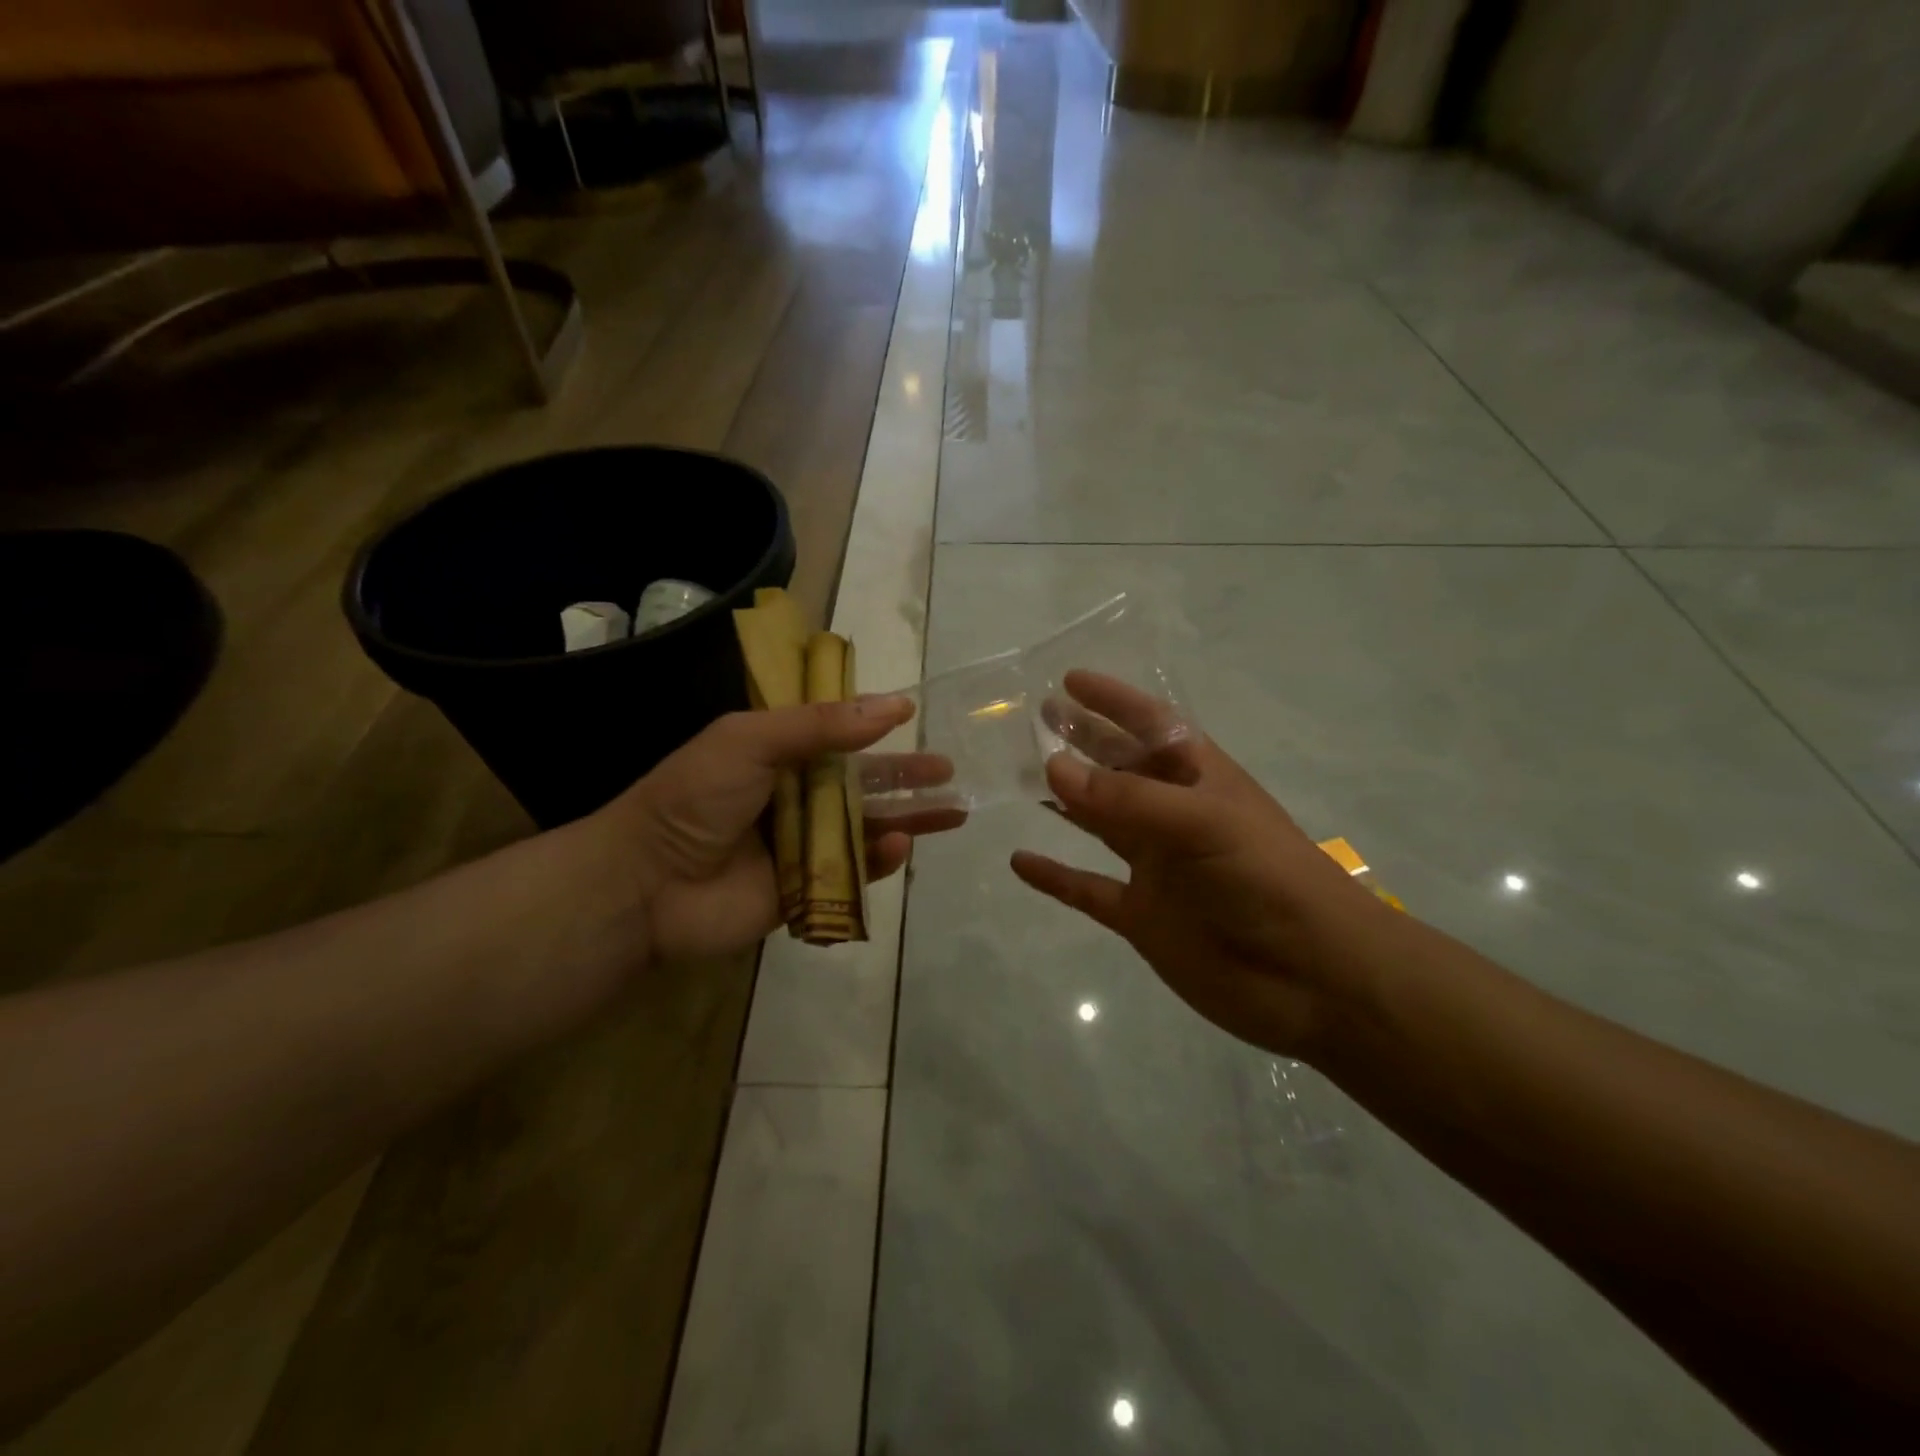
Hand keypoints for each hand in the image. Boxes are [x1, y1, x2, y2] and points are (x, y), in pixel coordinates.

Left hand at [604, 697, 960, 964]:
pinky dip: (879, 860)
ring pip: (866, 827)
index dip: (875, 728)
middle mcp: (795, 796)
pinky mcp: (806, 890)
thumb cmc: (696, 798)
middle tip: (949, 772)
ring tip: (953, 811)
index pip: (837, 736)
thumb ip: (821, 725)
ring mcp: (802, 845)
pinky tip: (902, 845)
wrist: (646, 884)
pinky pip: (853, 872)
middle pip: (862, 784)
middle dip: (906, 777)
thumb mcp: (752, 740)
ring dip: (908, 818)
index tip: (914, 718)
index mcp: (778, 755)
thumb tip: (895, 704)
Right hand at [1010, 671, 1388, 1058]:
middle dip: (1083, 742)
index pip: (1152, 726)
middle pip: (1120, 769)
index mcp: (1201, 780)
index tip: (1070, 681)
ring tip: (1020, 776)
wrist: (1312, 979)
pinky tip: (1020, 861)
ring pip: (1100, 823)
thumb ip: (1128, 798)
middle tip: (1038, 720)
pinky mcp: (1141, 915)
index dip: (1114, 702)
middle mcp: (1174, 816)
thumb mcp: (1203, 823)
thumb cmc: (1267, 879)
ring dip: (1065, 800)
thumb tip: (1053, 767)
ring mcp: (1157, 867)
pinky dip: (1055, 876)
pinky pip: (1087, 889)